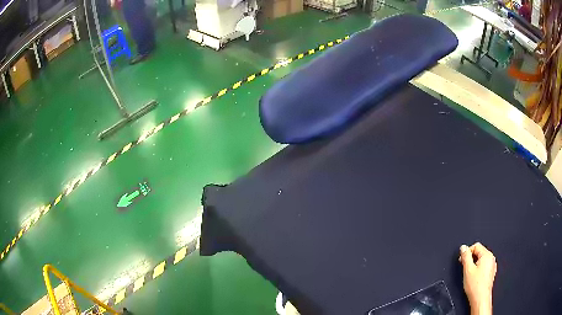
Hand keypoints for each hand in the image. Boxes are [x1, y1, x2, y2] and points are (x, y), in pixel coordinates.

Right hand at [459, 243, 496, 314]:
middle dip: (470, 258)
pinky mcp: (491, 273)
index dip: (467, 252)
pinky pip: (484, 266)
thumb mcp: (467, 269)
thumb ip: (465, 256)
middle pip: (479, 252)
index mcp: (487, 255)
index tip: (461, 259)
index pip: (476, 246)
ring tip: (468, 274)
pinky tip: (474, 278)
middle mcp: (491, 258)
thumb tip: (463, 247)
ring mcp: (492, 266)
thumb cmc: (475, 286)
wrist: (480, 299)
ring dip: (474, 264)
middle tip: (464, 267)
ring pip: (481, 260)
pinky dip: (478, 269)